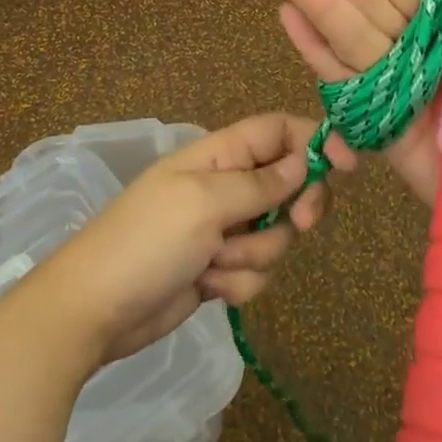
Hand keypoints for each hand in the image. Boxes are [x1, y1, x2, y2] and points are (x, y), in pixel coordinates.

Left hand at [31, 113, 353, 365]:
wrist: (94, 311)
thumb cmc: (146, 242)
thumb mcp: (204, 202)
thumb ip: (260, 183)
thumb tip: (304, 160)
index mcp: (219, 155)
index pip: (279, 130)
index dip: (316, 140)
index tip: (347, 166)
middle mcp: (226, 187)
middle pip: (290, 184)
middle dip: (295, 209)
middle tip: (298, 224)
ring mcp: (223, 230)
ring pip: (277, 235)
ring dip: (254, 255)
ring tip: (214, 262)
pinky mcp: (220, 269)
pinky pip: (256, 271)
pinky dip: (238, 282)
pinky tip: (208, 288)